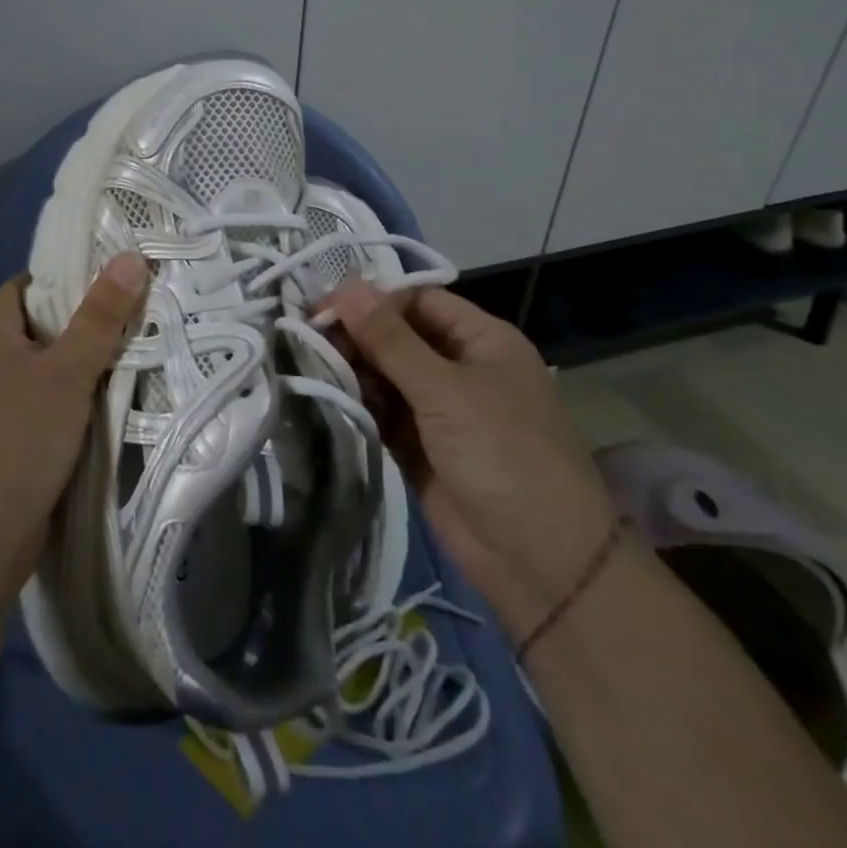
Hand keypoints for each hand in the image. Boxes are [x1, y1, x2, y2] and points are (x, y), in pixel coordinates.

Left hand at [0, 254, 148, 581]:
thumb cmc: (20, 438)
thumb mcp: (68, 372)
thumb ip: (100, 316)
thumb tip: (131, 258)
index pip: (31, 283)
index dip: (73, 274)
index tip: (119, 272)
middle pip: (43, 321)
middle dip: (89, 316)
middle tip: (140, 305)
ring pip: (49, 361)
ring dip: (87, 356)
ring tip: (139, 340)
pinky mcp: (9, 430)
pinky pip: (48, 393)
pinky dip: (77, 389)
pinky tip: (114, 389)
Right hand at [330, 280, 618, 639]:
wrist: (540, 563)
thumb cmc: (502, 454)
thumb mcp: (445, 389)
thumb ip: (390, 339)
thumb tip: (346, 285)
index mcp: (481, 341)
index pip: (418, 301)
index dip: (372, 299)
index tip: (322, 307)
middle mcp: (459, 368)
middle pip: (397, 337)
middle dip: (356, 336)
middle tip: (307, 341)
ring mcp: (439, 410)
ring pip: (385, 375)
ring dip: (352, 371)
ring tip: (311, 369)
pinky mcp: (419, 447)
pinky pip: (382, 413)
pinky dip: (358, 405)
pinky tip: (326, 398)